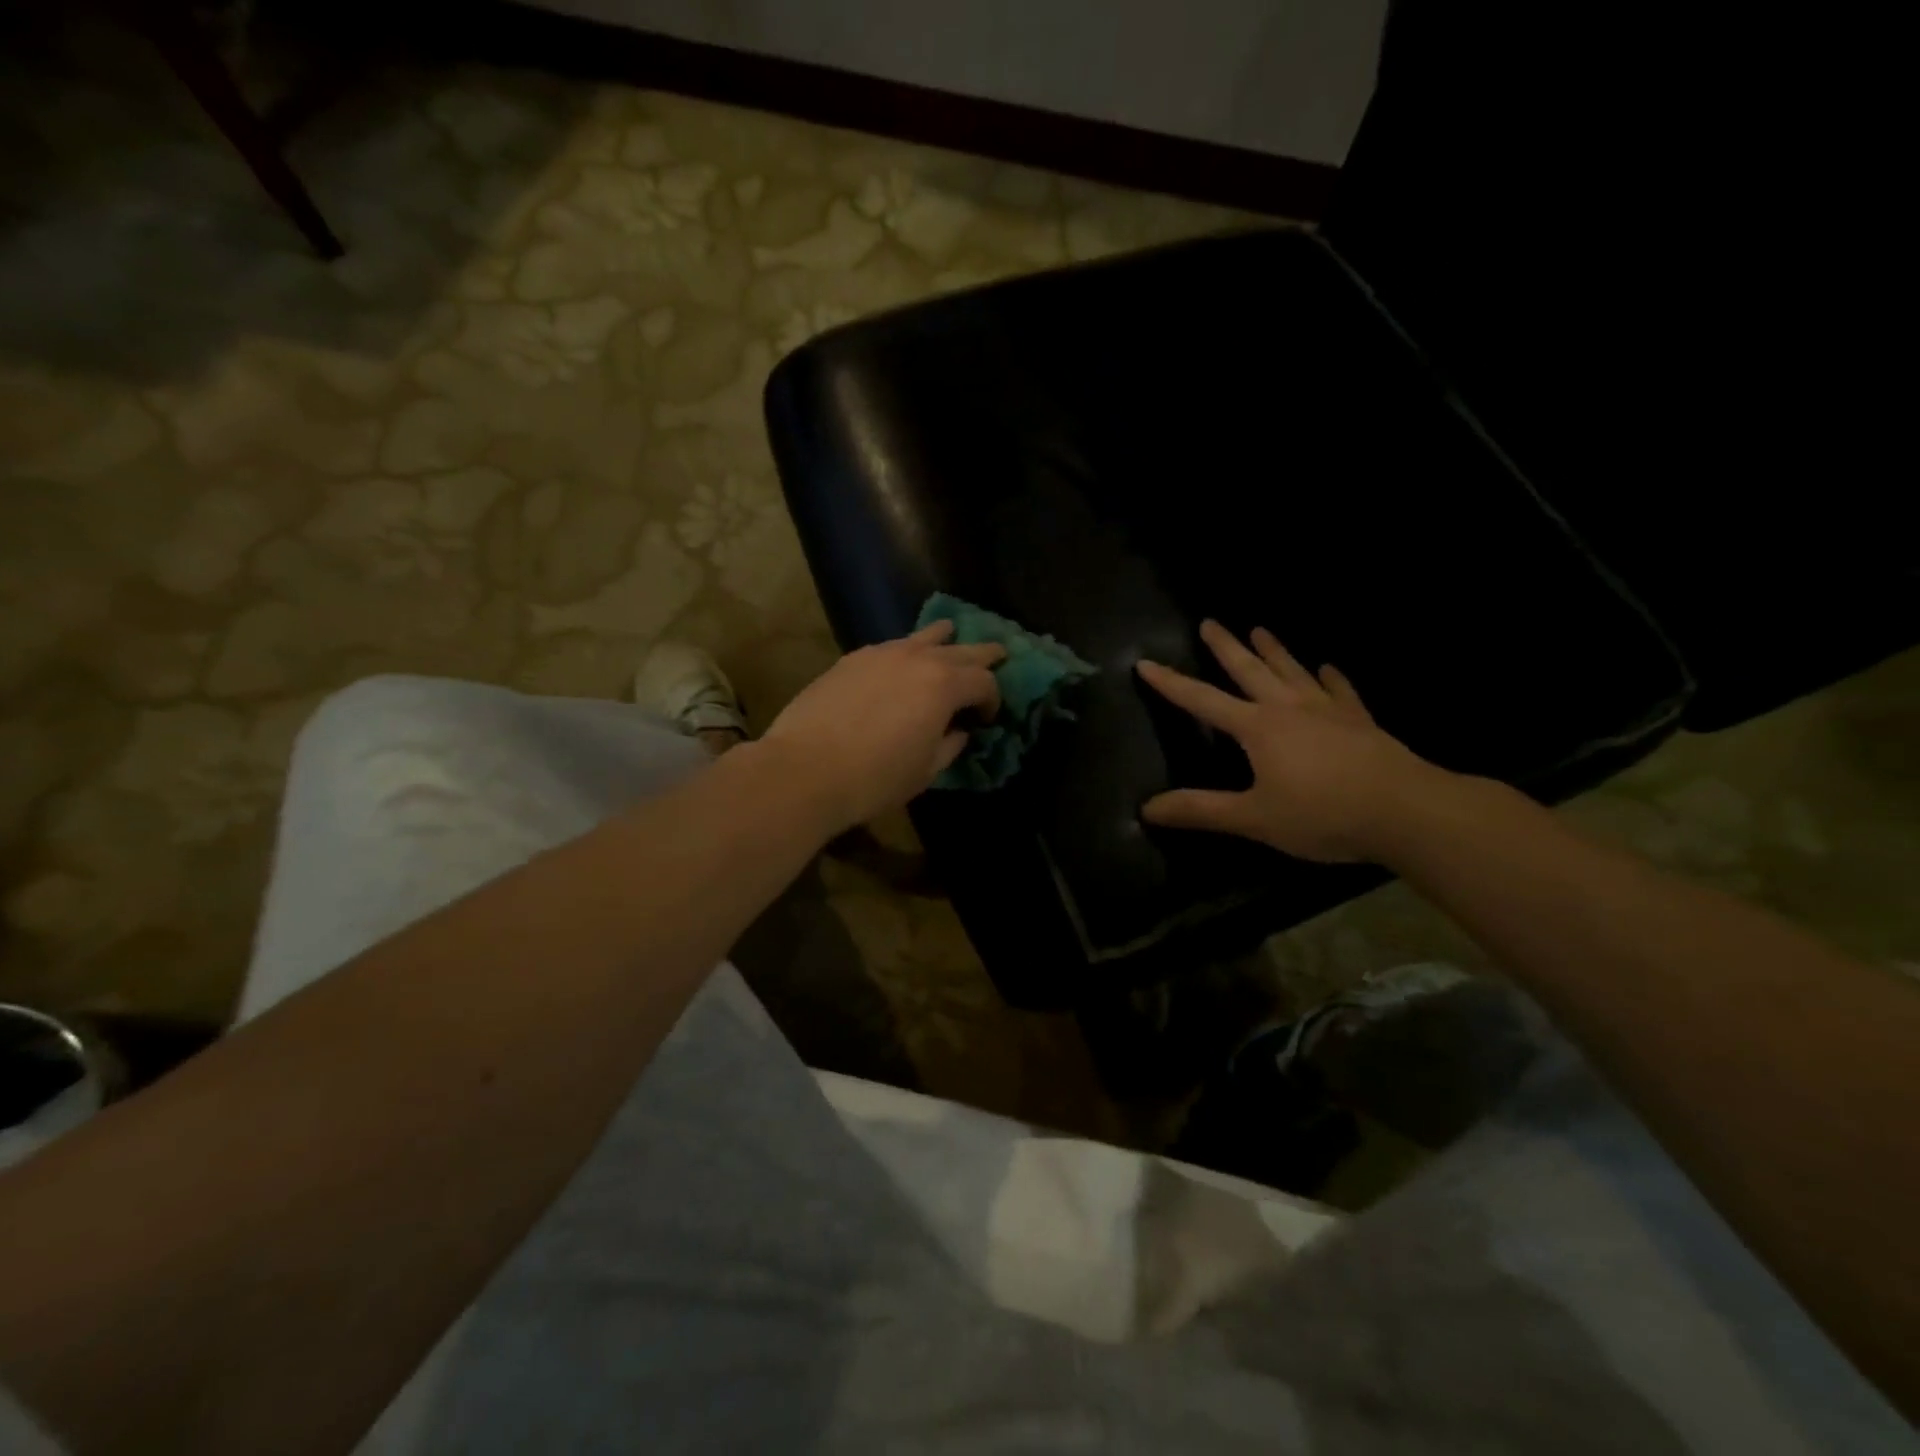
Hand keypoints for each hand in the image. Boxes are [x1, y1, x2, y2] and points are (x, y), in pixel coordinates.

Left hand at [762, 621, 1005, 831]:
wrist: (805, 769)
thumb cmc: (875, 777)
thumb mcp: (925, 771)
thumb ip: (950, 746)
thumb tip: (958, 732)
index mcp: (944, 685)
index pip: (984, 681)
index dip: (993, 699)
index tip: (987, 718)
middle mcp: (918, 658)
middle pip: (961, 649)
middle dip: (983, 655)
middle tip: (999, 654)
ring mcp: (882, 653)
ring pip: (924, 636)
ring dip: (944, 639)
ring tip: (952, 637)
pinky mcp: (852, 658)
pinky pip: (891, 646)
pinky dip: (907, 651)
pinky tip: (902, 661)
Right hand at [1136, 621, 1452, 862]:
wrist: (1404, 810)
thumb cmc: (1322, 815)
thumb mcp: (1254, 818)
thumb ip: (1201, 810)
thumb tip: (1147, 808)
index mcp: (1257, 728)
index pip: (1202, 701)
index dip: (1171, 684)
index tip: (1145, 662)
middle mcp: (1288, 708)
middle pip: (1250, 670)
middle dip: (1226, 647)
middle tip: (1210, 622)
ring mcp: (1327, 710)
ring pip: (1292, 671)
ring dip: (1274, 650)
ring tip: (1260, 629)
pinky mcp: (1359, 720)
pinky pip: (1340, 690)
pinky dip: (1331, 678)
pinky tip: (1327, 668)